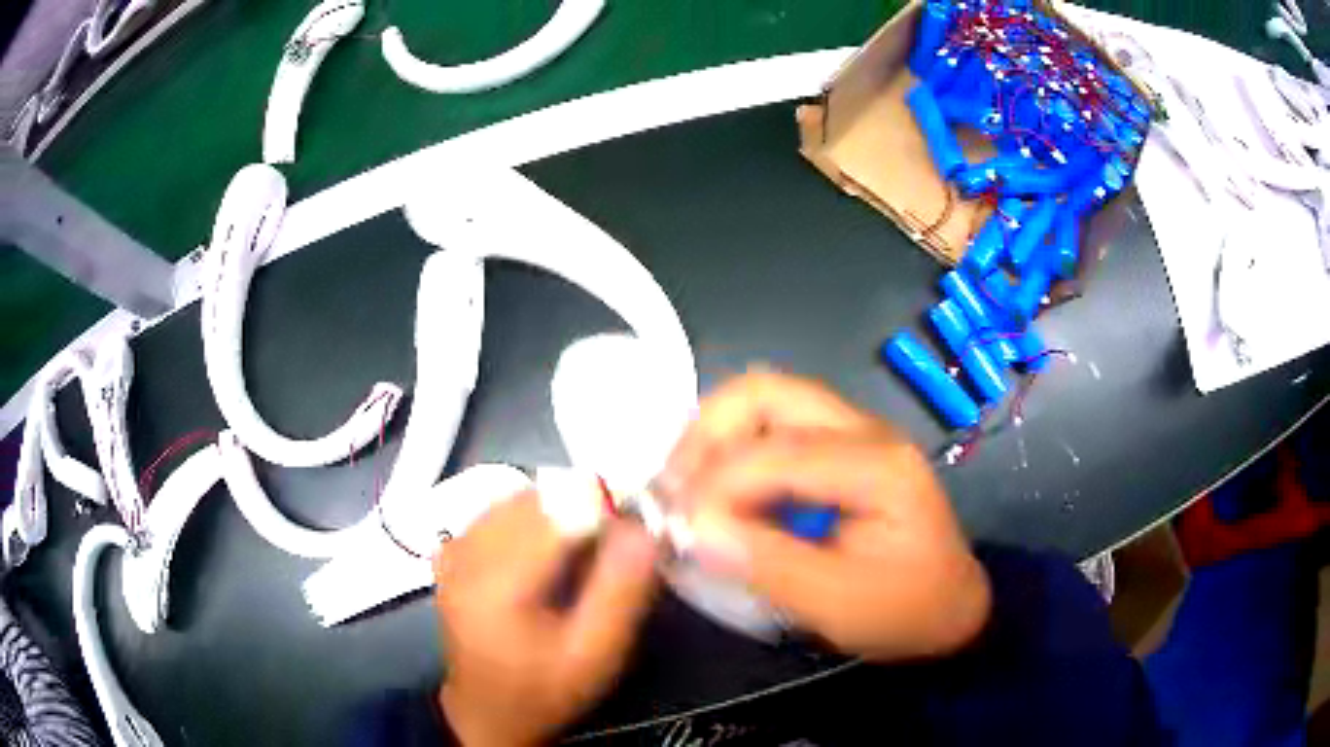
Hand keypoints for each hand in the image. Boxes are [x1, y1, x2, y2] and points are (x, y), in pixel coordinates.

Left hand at [435, 491, 658, 746]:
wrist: (489, 711)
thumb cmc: (547, 689)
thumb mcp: (597, 653)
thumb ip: (623, 591)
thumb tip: (644, 530)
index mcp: (499, 583)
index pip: (557, 512)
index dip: (603, 508)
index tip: (635, 527)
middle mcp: (467, 554)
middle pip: (535, 499)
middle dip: (581, 508)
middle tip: (612, 542)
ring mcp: (454, 550)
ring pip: (515, 499)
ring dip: (555, 511)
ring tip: (579, 550)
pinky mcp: (450, 552)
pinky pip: (495, 512)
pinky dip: (527, 518)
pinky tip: (542, 552)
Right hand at [662, 372, 990, 661]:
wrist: (950, 607)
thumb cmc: (904, 610)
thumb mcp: (840, 604)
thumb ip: (767, 564)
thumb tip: (693, 528)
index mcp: (876, 466)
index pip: (776, 452)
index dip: (714, 485)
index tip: (676, 526)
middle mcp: (864, 430)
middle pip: (767, 393)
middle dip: (706, 434)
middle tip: (673, 488)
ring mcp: (853, 433)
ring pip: (765, 401)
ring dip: (715, 435)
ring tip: (687, 486)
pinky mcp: (840, 448)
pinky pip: (773, 427)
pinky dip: (733, 449)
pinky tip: (718, 489)